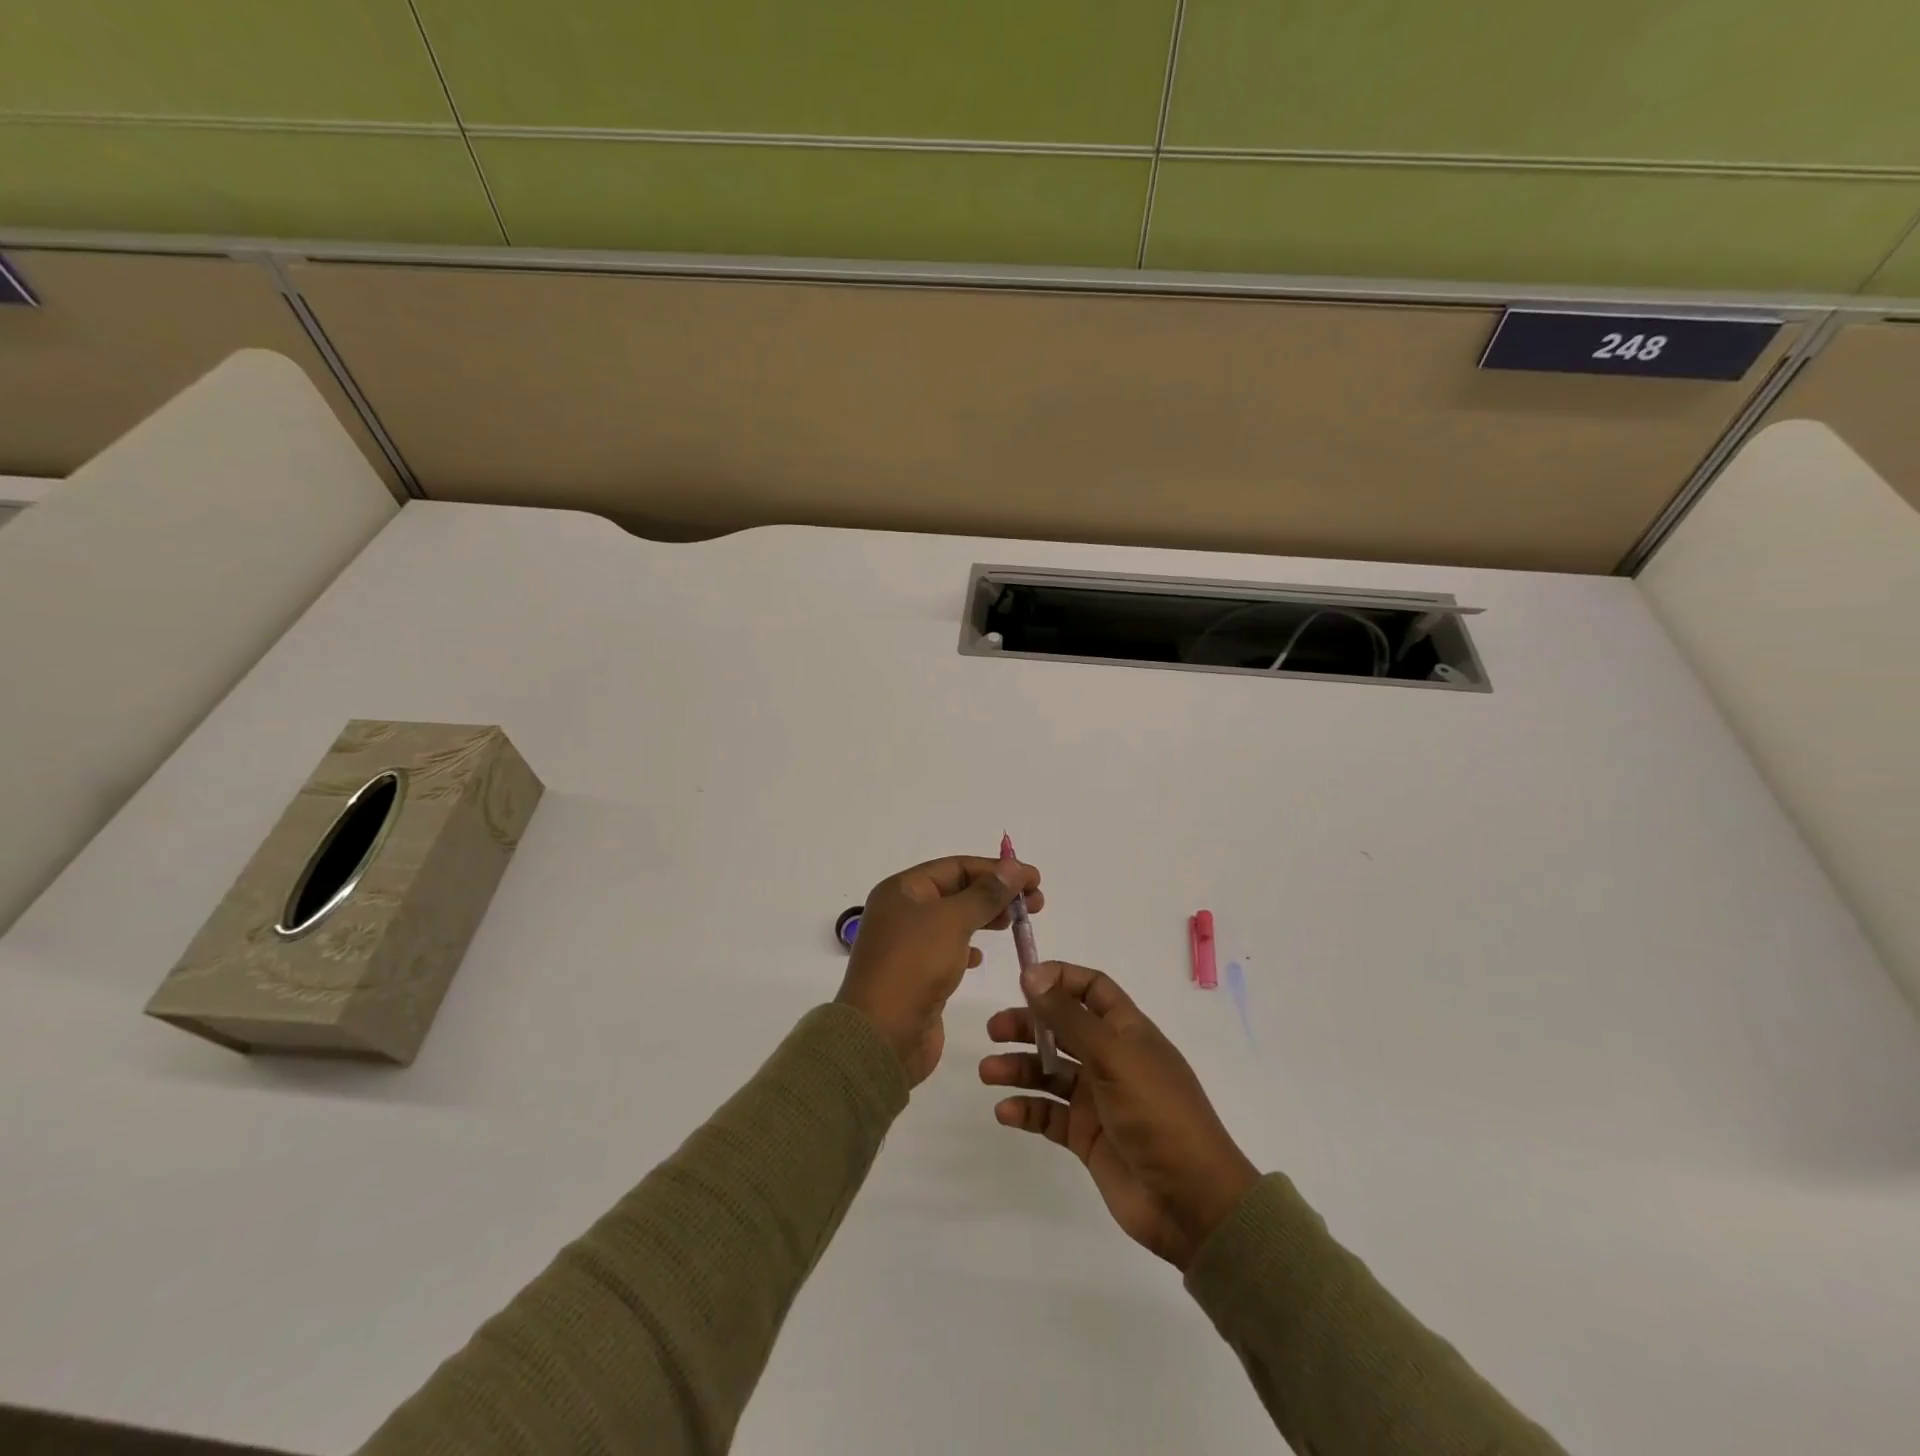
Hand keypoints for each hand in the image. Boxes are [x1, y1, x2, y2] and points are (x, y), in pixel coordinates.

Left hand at [837, 855, 1041, 1087]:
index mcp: (902, 890)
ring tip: (1018, 923)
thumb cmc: (914, 966)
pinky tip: (982, 956)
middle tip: (1036, 903)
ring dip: (986, 917)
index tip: (1034, 878)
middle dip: (997, 893)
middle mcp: (902, 911)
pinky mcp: (916, 974)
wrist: (882, 1036)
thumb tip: (1014, 867)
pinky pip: (948, 949)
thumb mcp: (953, 920)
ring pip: (955, 920)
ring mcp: (908, 944)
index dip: (996, 869)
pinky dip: (969, 947)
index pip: (956, 867)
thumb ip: (986, 893)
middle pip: (957, 891)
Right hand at [980, 962, 1258, 1270]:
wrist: (1190, 1201)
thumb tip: (1032, 975)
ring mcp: (1098, 1098)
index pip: (1091, 988)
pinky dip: (1026, 1110)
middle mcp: (1111, 1058)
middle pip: (1062, 1028)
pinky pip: (1049, 1114)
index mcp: (1127, 1031)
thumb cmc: (1157, 1113)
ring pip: (1049, 1071)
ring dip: (1019, 1067)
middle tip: (993, 1030)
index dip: (1059, 978)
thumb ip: (1069, 1017)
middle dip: (1028, 1024)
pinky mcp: (1087, 1136)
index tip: (1023, 980)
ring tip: (989, 1073)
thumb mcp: (1113, 1056)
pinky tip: (1005, 1111)